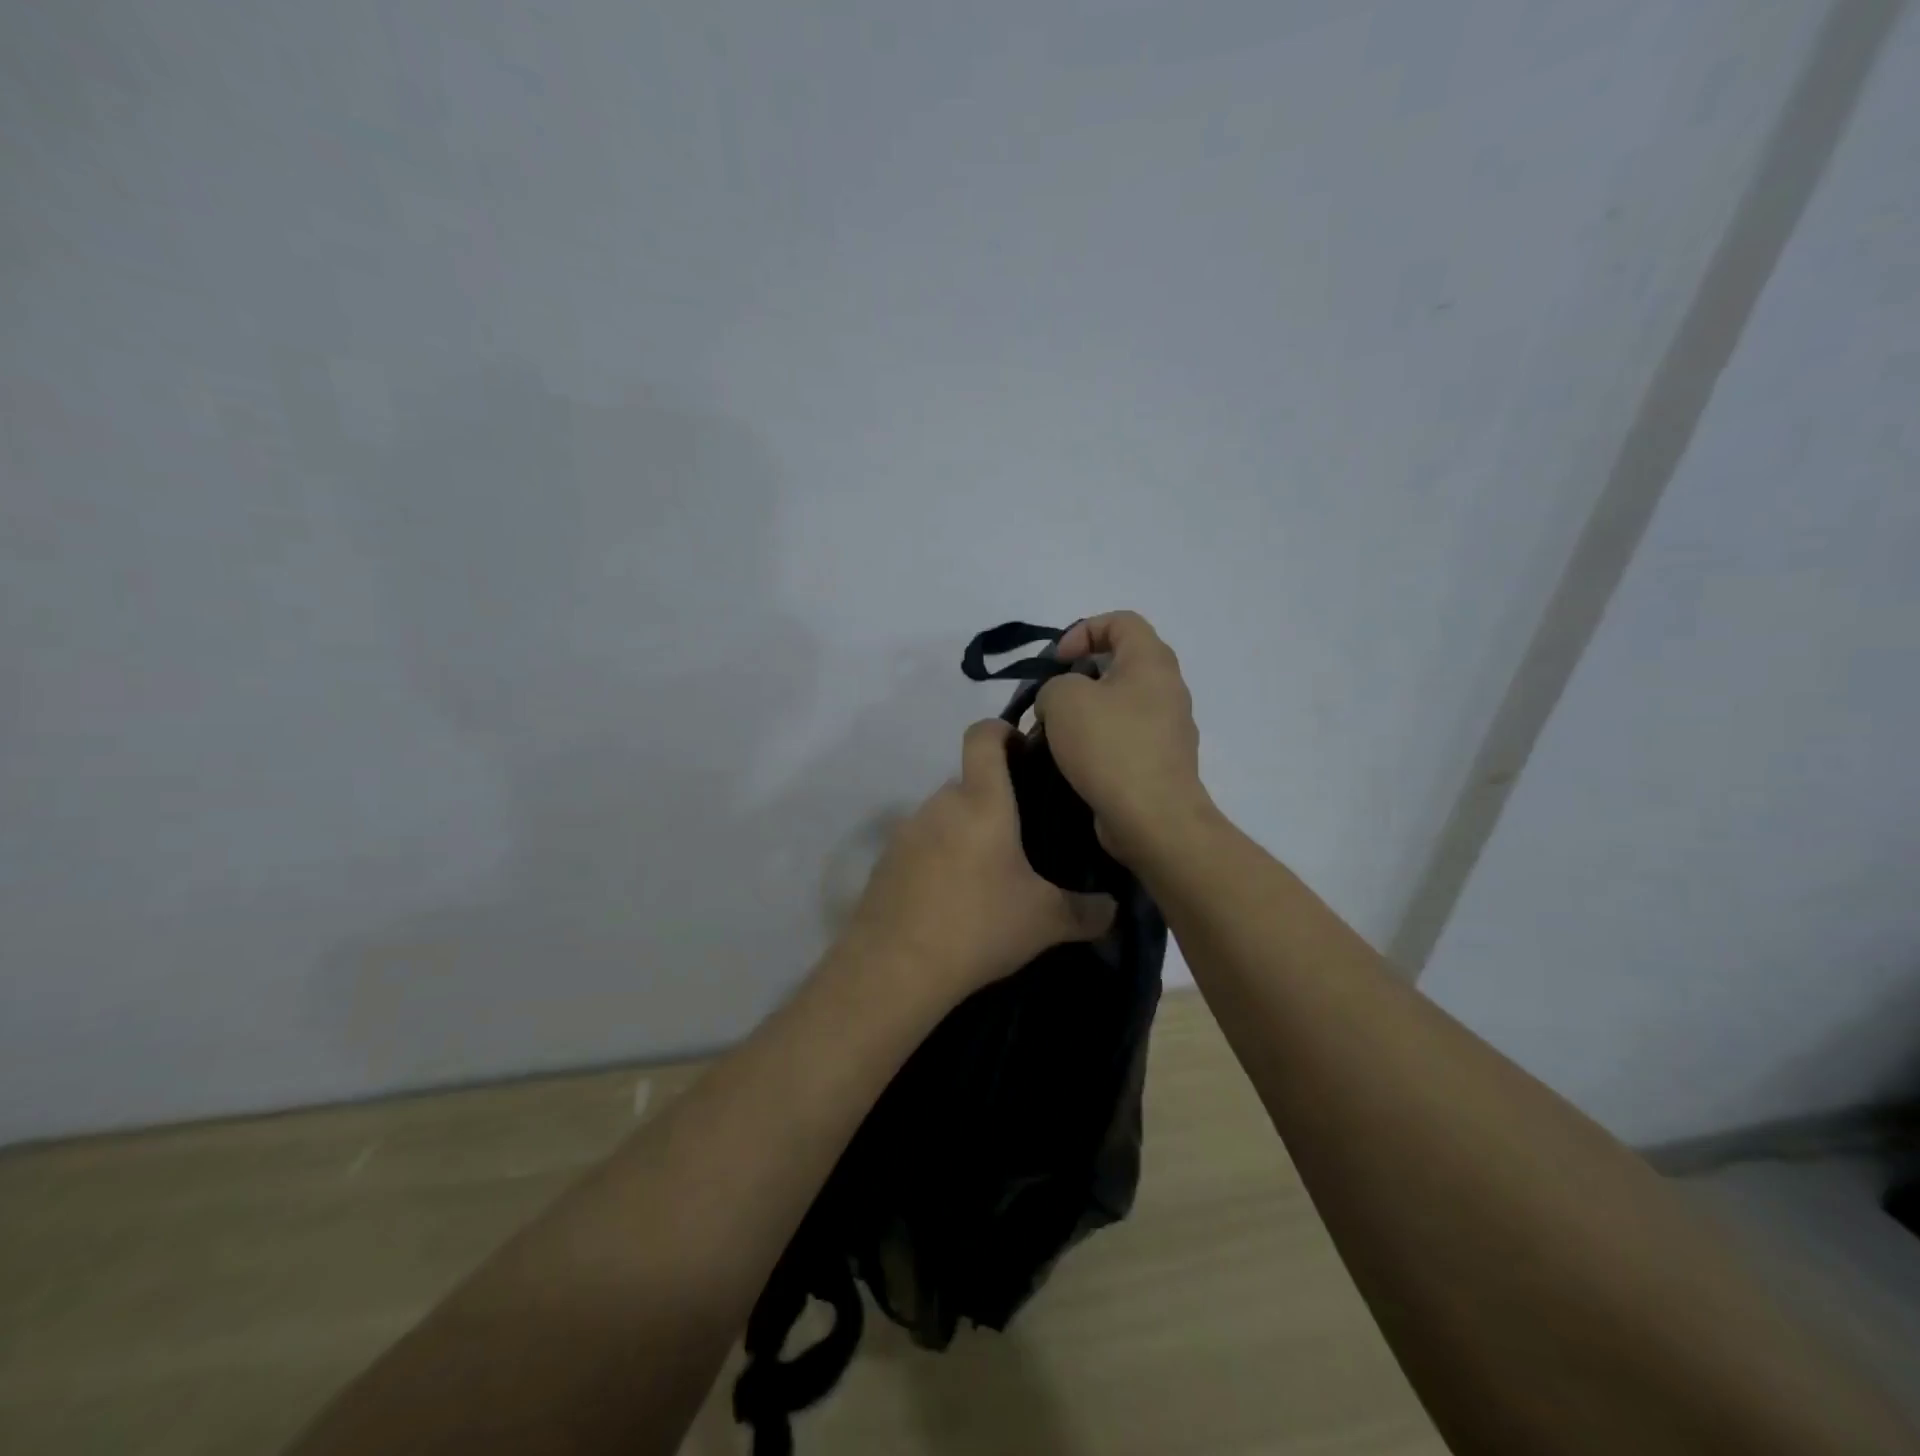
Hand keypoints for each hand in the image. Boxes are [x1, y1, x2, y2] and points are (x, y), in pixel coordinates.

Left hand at [844, 720, 1116, 1008]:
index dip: (1002, 730)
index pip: (983, 735)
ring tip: (989, 875)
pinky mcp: (885, 861)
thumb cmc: (979, 925)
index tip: (1022, 750)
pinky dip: (938, 859)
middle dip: (993, 801)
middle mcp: (940, 804)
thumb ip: (1085, 911)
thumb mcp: (1044, 921)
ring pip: (944, 816)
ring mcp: (906, 831)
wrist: (895, 967)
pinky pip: (920, 845)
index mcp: (981, 801)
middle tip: (1022, 838)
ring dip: (965, 833)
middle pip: (968, 783)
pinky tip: (952, 899)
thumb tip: (1111, 908)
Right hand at [1035, 611, 1211, 862]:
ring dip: (1084, 714)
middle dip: (1078, 677)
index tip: (1056, 661)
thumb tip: (1061, 703)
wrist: (1152, 818)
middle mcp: (1168, 688)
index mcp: (1151, 661)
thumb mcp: (1063, 699)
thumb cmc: (1110, 746)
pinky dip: (1097, 743)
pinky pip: (1124, 738)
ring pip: (1119, 705)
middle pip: (1119, 664)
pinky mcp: (1160, 762)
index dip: (1083, 630)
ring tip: (1054, 736)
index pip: (1121, 621)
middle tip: (1051, 700)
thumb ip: (1054, 686)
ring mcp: (1168, 728)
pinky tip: (1072, 763)